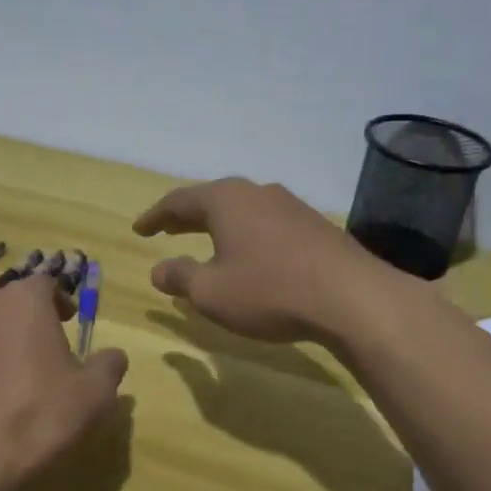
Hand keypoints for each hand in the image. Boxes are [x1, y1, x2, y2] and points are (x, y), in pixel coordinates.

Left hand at [0, 274, 128, 488]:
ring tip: (20, 378)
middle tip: (50, 350)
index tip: (71, 322)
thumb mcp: (95, 392)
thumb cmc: (41, 414)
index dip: (61, 300)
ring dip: (4, 343)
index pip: (45, 283)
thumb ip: (108, 365)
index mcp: (23, 300)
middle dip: (31, 321)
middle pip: (12, 303)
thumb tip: (112, 356)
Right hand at [133, 177, 387, 343]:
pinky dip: (247, 235)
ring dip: (219, 225)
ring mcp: (291, 206)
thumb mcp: (211, 292)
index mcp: (226, 200)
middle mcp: (258, 193)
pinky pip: (267, 224)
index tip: (139, 229)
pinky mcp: (315, 226)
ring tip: (206, 241)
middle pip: (213, 200)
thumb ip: (180, 278)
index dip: (156, 216)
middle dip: (186, 217)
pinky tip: (250, 255)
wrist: (351, 297)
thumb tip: (159, 270)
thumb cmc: (268, 291)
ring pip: (243, 210)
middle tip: (166, 229)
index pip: (179, 200)